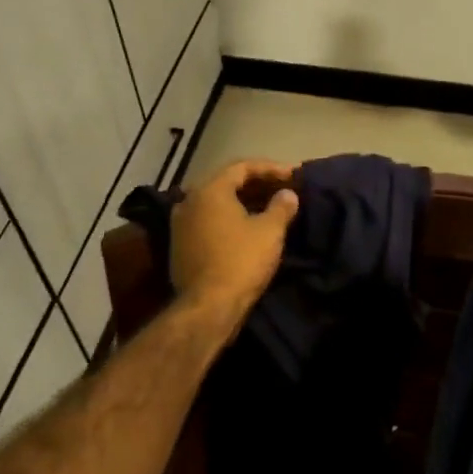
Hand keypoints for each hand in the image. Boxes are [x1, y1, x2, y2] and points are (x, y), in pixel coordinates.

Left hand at [170, 159, 299, 316]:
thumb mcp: (270, 231)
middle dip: (256, 184)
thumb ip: (281, 206)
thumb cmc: (241, 261)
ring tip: (268, 207)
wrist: (208, 306)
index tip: (293, 175)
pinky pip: (208, 220)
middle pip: (226, 182)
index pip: (242, 167)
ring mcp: (180, 224)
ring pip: (216, 202)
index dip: (271, 168)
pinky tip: (247, 227)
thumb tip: (288, 194)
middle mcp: (189, 200)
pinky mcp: (179, 245)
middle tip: (282, 188)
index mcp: (209, 190)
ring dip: (242, 201)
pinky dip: (228, 218)